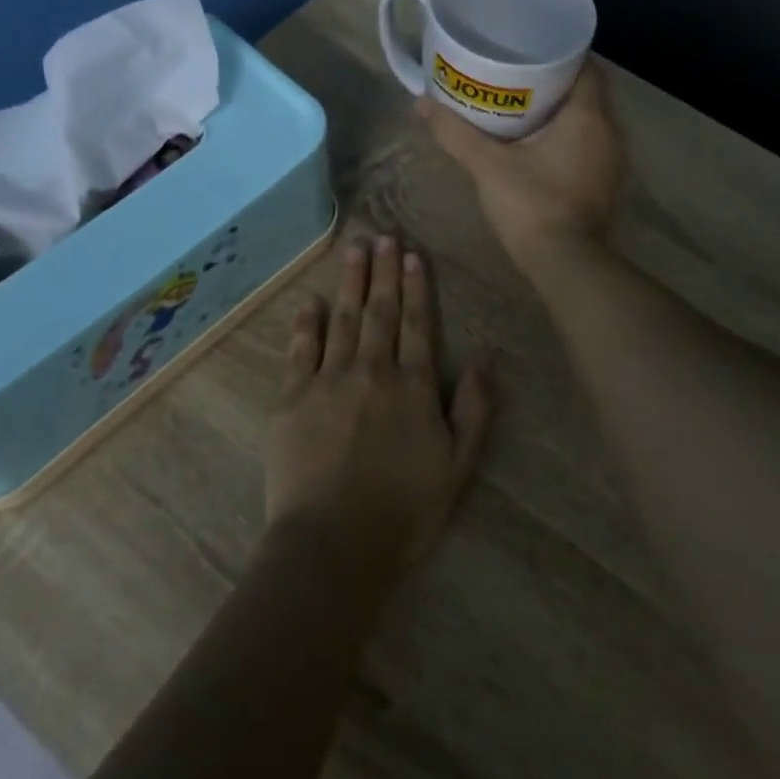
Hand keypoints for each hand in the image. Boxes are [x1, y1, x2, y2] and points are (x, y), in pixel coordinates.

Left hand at [267, 234, 494, 573]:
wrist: (334, 542)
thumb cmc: (404, 510)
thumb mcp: (458, 466)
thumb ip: (475, 409)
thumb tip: (487, 357)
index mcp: (413, 386)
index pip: (416, 324)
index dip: (416, 287)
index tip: (412, 255)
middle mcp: (372, 371)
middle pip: (378, 311)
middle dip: (382, 271)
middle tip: (383, 235)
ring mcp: (328, 381)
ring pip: (342, 320)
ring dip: (349, 282)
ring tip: (353, 249)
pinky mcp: (292, 399)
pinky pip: (300, 351)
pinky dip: (306, 323)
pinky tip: (311, 301)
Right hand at [417, 61, 624, 272]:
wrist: (564, 264)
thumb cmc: (531, 204)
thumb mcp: (487, 165)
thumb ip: (455, 133)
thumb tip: (421, 104)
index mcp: (588, 117)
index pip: (587, 67)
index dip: (562, 54)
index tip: (531, 50)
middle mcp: (609, 133)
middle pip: (587, 93)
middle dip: (556, 82)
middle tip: (518, 76)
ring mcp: (611, 163)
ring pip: (589, 122)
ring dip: (562, 113)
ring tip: (524, 107)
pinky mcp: (605, 186)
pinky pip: (589, 147)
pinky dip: (568, 139)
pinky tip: (539, 145)